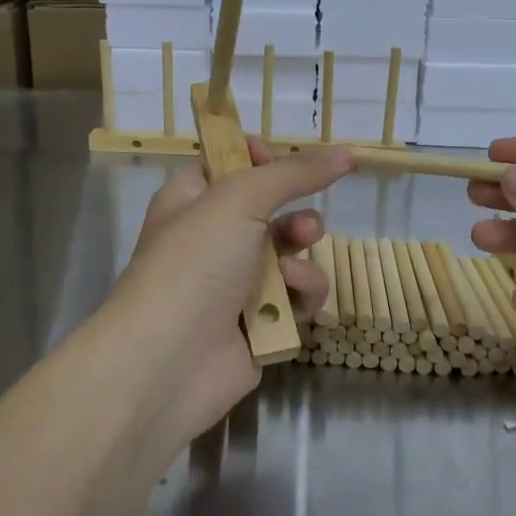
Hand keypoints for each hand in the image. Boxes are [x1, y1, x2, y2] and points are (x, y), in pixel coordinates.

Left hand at [102, 141, 354, 446]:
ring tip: (296, 267)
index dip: (257, 159)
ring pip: (289, 254)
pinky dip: (301, 295)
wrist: (169, 362)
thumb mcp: (240, 199)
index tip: (280, 162)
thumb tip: (346, 153)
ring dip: (301, 255)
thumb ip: (295, 173)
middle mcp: (211, 239)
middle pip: (268, 210)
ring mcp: (234, 284)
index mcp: (191, 200)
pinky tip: (295, 302)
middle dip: (294, 214)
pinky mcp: (258, 324)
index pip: (227, 164)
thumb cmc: (195, 264)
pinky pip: (295, 297)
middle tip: (304, 226)